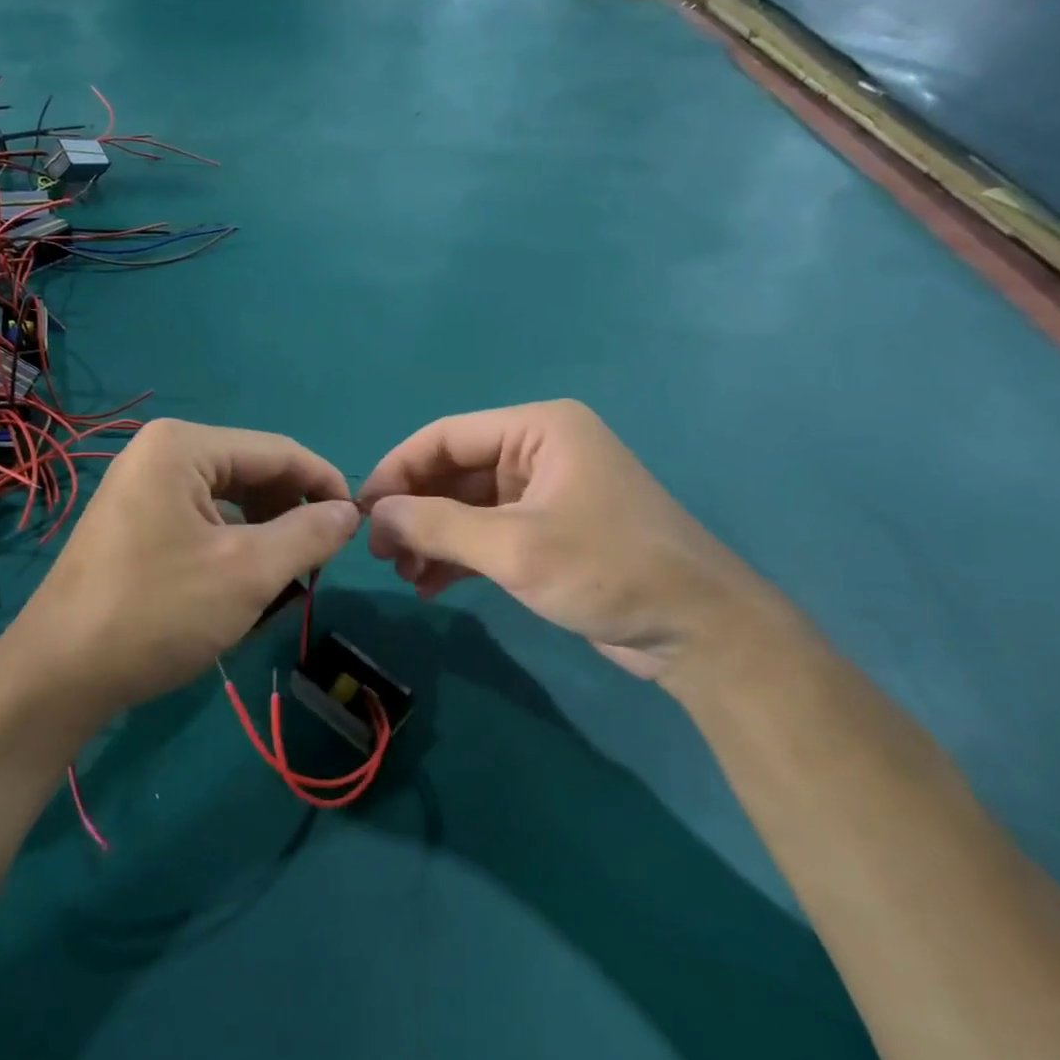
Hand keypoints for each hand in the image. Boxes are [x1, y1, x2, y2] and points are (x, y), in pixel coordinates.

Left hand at [0, 419, 359, 737]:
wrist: (58, 675)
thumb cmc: (158, 614)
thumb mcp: (249, 572)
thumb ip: (309, 534)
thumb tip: (350, 513)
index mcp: (183, 446)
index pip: (279, 452)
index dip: (326, 485)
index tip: (360, 526)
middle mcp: (159, 452)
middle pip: (253, 471)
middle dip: (292, 511)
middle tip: (319, 559)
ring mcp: (140, 486)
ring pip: (229, 498)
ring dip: (265, 530)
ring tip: (284, 574)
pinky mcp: (133, 520)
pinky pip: (201, 518)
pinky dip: (232, 543)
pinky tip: (241, 579)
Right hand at [358, 400, 784, 684]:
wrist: (697, 630)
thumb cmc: (607, 569)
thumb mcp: (513, 547)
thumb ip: (436, 526)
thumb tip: (373, 515)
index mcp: (538, 430)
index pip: (447, 436)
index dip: (398, 470)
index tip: (361, 512)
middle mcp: (539, 452)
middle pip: (455, 472)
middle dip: (414, 512)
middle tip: (380, 554)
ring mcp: (545, 494)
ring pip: (467, 507)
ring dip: (432, 539)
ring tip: (403, 576)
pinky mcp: (549, 533)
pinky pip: (488, 534)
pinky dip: (458, 557)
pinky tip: (431, 586)